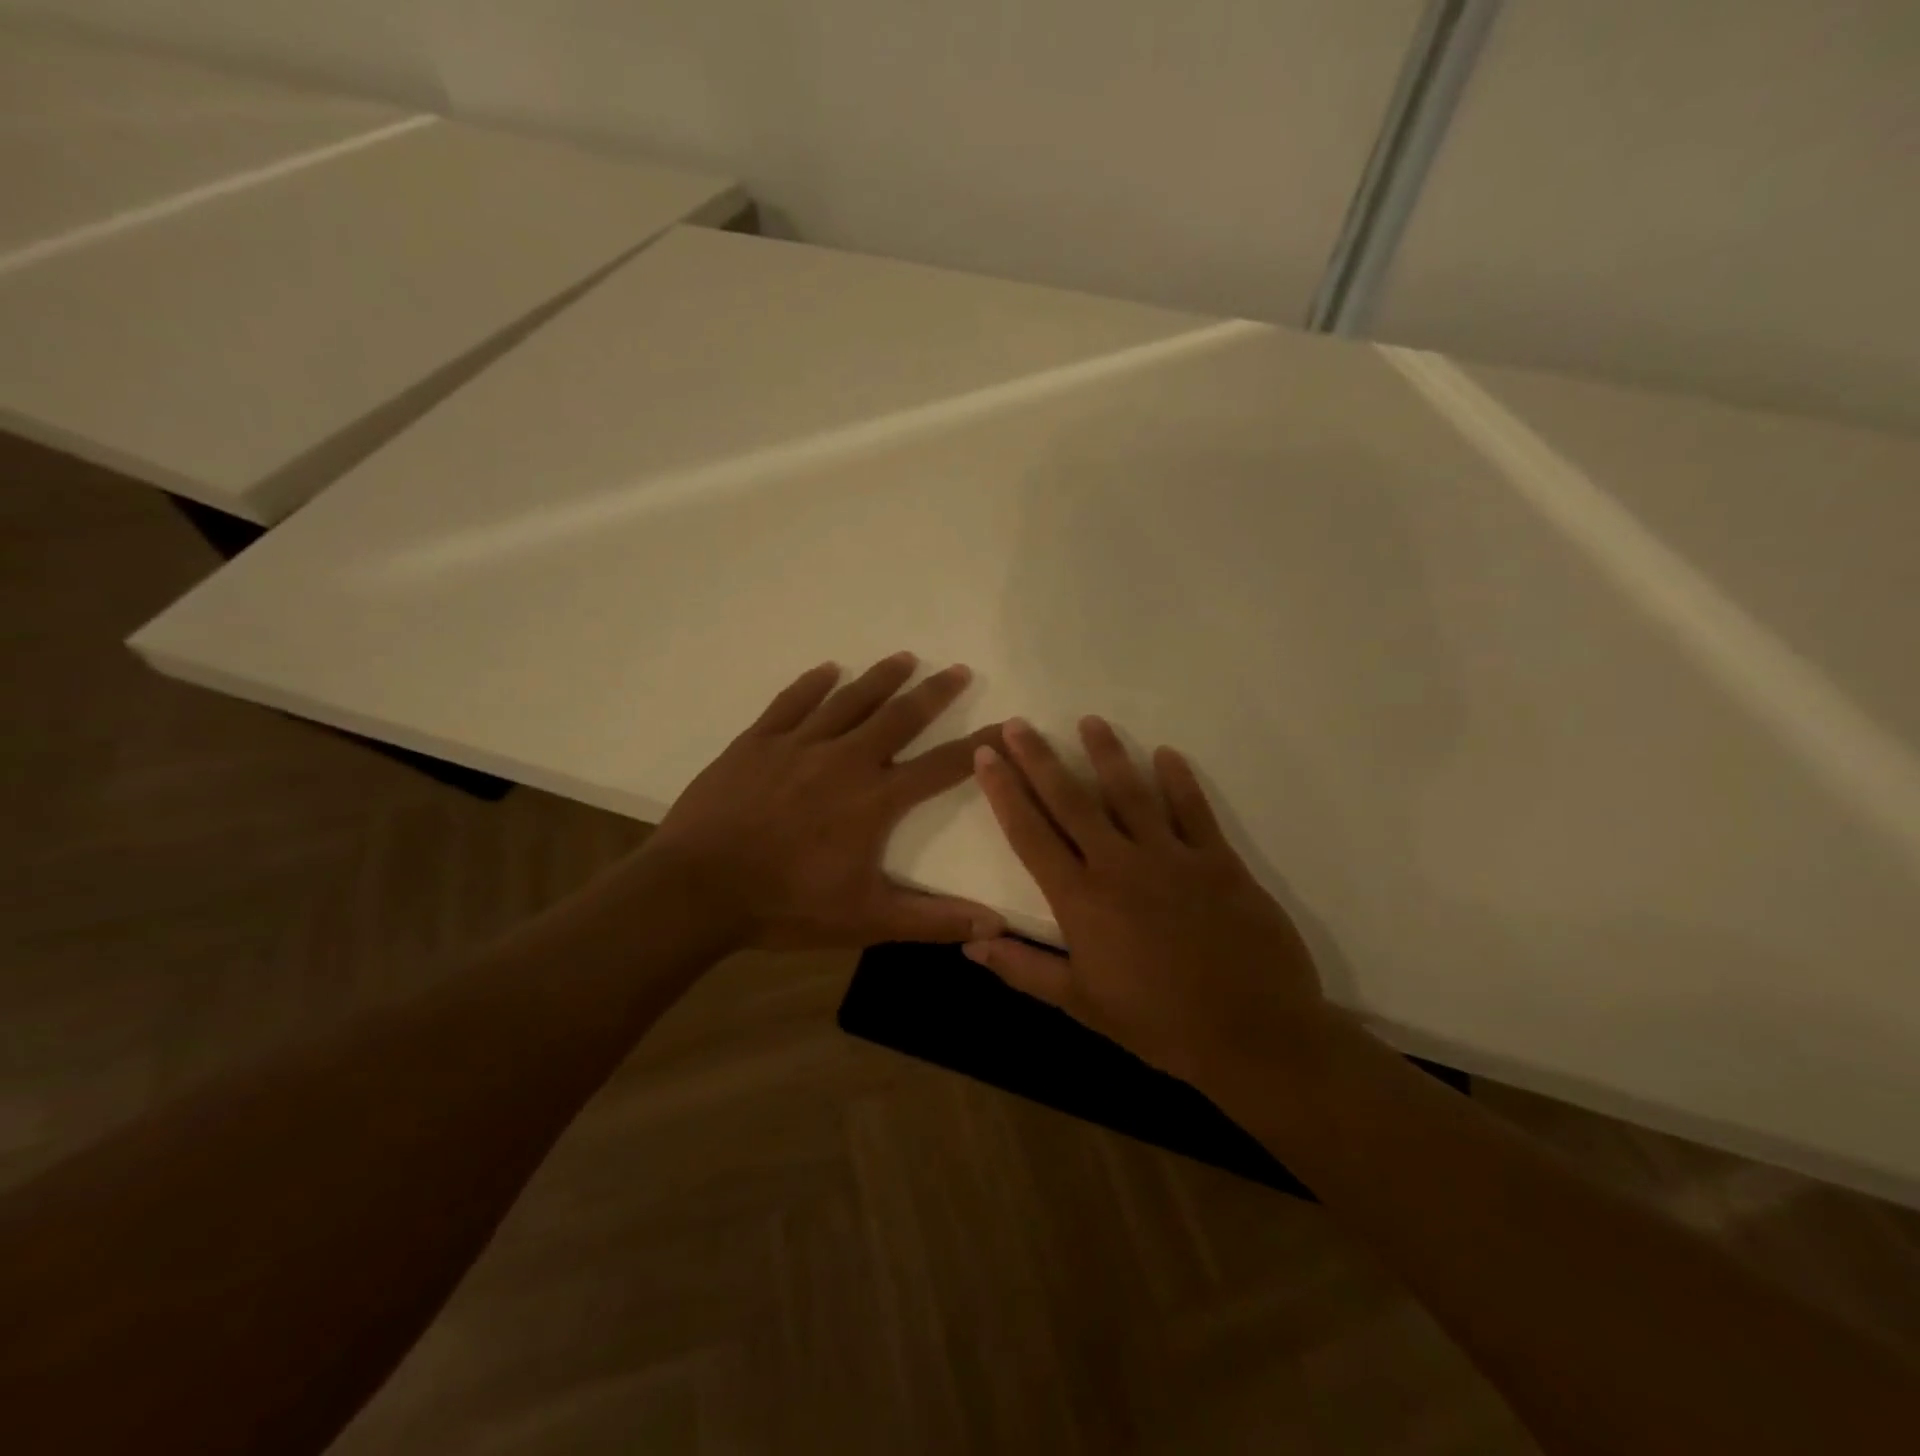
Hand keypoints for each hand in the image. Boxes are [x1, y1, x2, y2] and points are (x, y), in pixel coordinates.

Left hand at [639, 652, 1006, 949]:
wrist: (697, 889)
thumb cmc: (786, 905)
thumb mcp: (865, 920)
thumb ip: (931, 920)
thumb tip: (994, 924)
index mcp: (874, 799)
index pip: (942, 766)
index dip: (981, 746)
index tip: (1008, 725)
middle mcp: (844, 759)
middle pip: (899, 716)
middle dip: (933, 693)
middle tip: (957, 669)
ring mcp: (797, 745)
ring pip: (848, 700)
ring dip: (880, 677)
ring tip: (905, 657)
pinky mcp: (757, 742)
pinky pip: (791, 703)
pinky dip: (812, 684)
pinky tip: (827, 670)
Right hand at [966, 717, 1329, 1099]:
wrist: (1252, 1036)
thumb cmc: (1158, 1024)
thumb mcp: (1080, 1005)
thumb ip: (1023, 970)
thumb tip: (970, 946)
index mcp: (1081, 899)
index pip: (1030, 834)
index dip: (1004, 792)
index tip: (987, 754)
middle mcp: (1119, 865)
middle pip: (1071, 800)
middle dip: (1040, 759)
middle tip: (1020, 724)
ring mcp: (1172, 857)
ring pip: (1131, 792)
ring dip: (1107, 753)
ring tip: (1090, 721)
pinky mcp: (1219, 860)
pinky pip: (1194, 809)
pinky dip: (1178, 779)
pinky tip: (1166, 753)